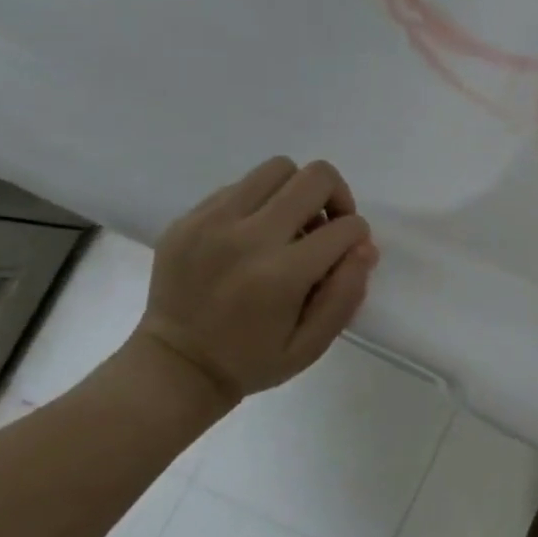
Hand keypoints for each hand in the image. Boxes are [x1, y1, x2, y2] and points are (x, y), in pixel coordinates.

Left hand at [131, 157, 378, 411]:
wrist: (173, 367)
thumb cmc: (253, 360)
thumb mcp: (313, 344)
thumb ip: (347, 293)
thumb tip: (364, 246)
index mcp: (281, 275)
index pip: (346, 227)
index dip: (358, 237)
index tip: (346, 255)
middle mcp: (247, 238)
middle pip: (315, 177)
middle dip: (335, 198)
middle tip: (326, 227)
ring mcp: (211, 222)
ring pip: (277, 168)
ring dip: (297, 192)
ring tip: (290, 225)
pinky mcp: (188, 218)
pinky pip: (240, 186)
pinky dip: (260, 202)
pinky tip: (252, 236)